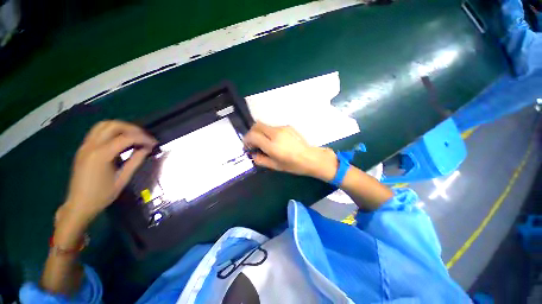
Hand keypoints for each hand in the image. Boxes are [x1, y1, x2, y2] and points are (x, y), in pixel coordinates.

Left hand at [61, 121, 156, 223]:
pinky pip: (97, 132)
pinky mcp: (83, 149)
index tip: (154, 143)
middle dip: (132, 128)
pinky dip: (112, 131)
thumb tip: (146, 149)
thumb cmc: (101, 195)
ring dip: (121, 127)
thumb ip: (135, 161)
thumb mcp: (122, 179)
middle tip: (144, 137)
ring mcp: (85, 146)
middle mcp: (91, 146)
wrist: (78, 205)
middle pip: (113, 125)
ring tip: (134, 136)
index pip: (126, 137)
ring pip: (103, 125)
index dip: (143, 138)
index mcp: (101, 155)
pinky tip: (120, 140)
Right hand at [243, 122, 336, 180]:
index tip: (248, 147)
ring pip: (265, 125)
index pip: (253, 135)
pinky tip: (275, 141)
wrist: (310, 157)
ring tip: (265, 143)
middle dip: (251, 133)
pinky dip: (269, 132)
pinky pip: (273, 127)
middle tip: (253, 143)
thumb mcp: (275, 166)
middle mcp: (276, 133)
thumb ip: (261, 160)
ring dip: (261, 132)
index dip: (247, 140)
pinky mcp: (287, 126)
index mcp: (272, 145)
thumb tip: (253, 154)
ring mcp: (282, 128)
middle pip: (257, 125)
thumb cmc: (293, 165)